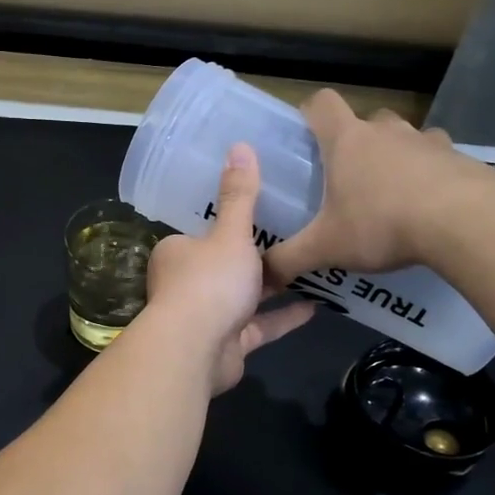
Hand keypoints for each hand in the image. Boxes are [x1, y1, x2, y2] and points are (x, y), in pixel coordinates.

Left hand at [142, 143, 313, 393]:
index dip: (229, 224)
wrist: (196, 350)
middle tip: (296, 235)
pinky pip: (259, 326)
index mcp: (178, 253)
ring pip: (243, 298)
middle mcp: (187, 284)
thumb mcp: (230, 234)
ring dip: (273, 288)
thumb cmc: (209, 282)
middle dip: (256, 257)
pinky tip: (316, 306)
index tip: (262, 211)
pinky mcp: (228, 344)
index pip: (203, 233)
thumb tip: (239, 145)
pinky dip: (283, 317)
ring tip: (311, 268)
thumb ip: (240, 195)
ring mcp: (207, 317)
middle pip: (225, 266)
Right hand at [264, 90, 494, 287]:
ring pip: (408, 139)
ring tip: (394, 196)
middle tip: (350, 179)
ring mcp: (430, 142)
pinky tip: (432, 210)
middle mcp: (388, 132)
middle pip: (368, 121)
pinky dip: (434, 178)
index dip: (310, 113)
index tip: (306, 135)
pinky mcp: (464, 160)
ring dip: (398, 158)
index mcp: (348, 142)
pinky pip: (442, 162)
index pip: (322, 104)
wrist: (468, 223)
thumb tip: (261, 276)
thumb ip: (288, 260)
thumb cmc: (382, 224)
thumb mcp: (325, 248)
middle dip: (358, 142)